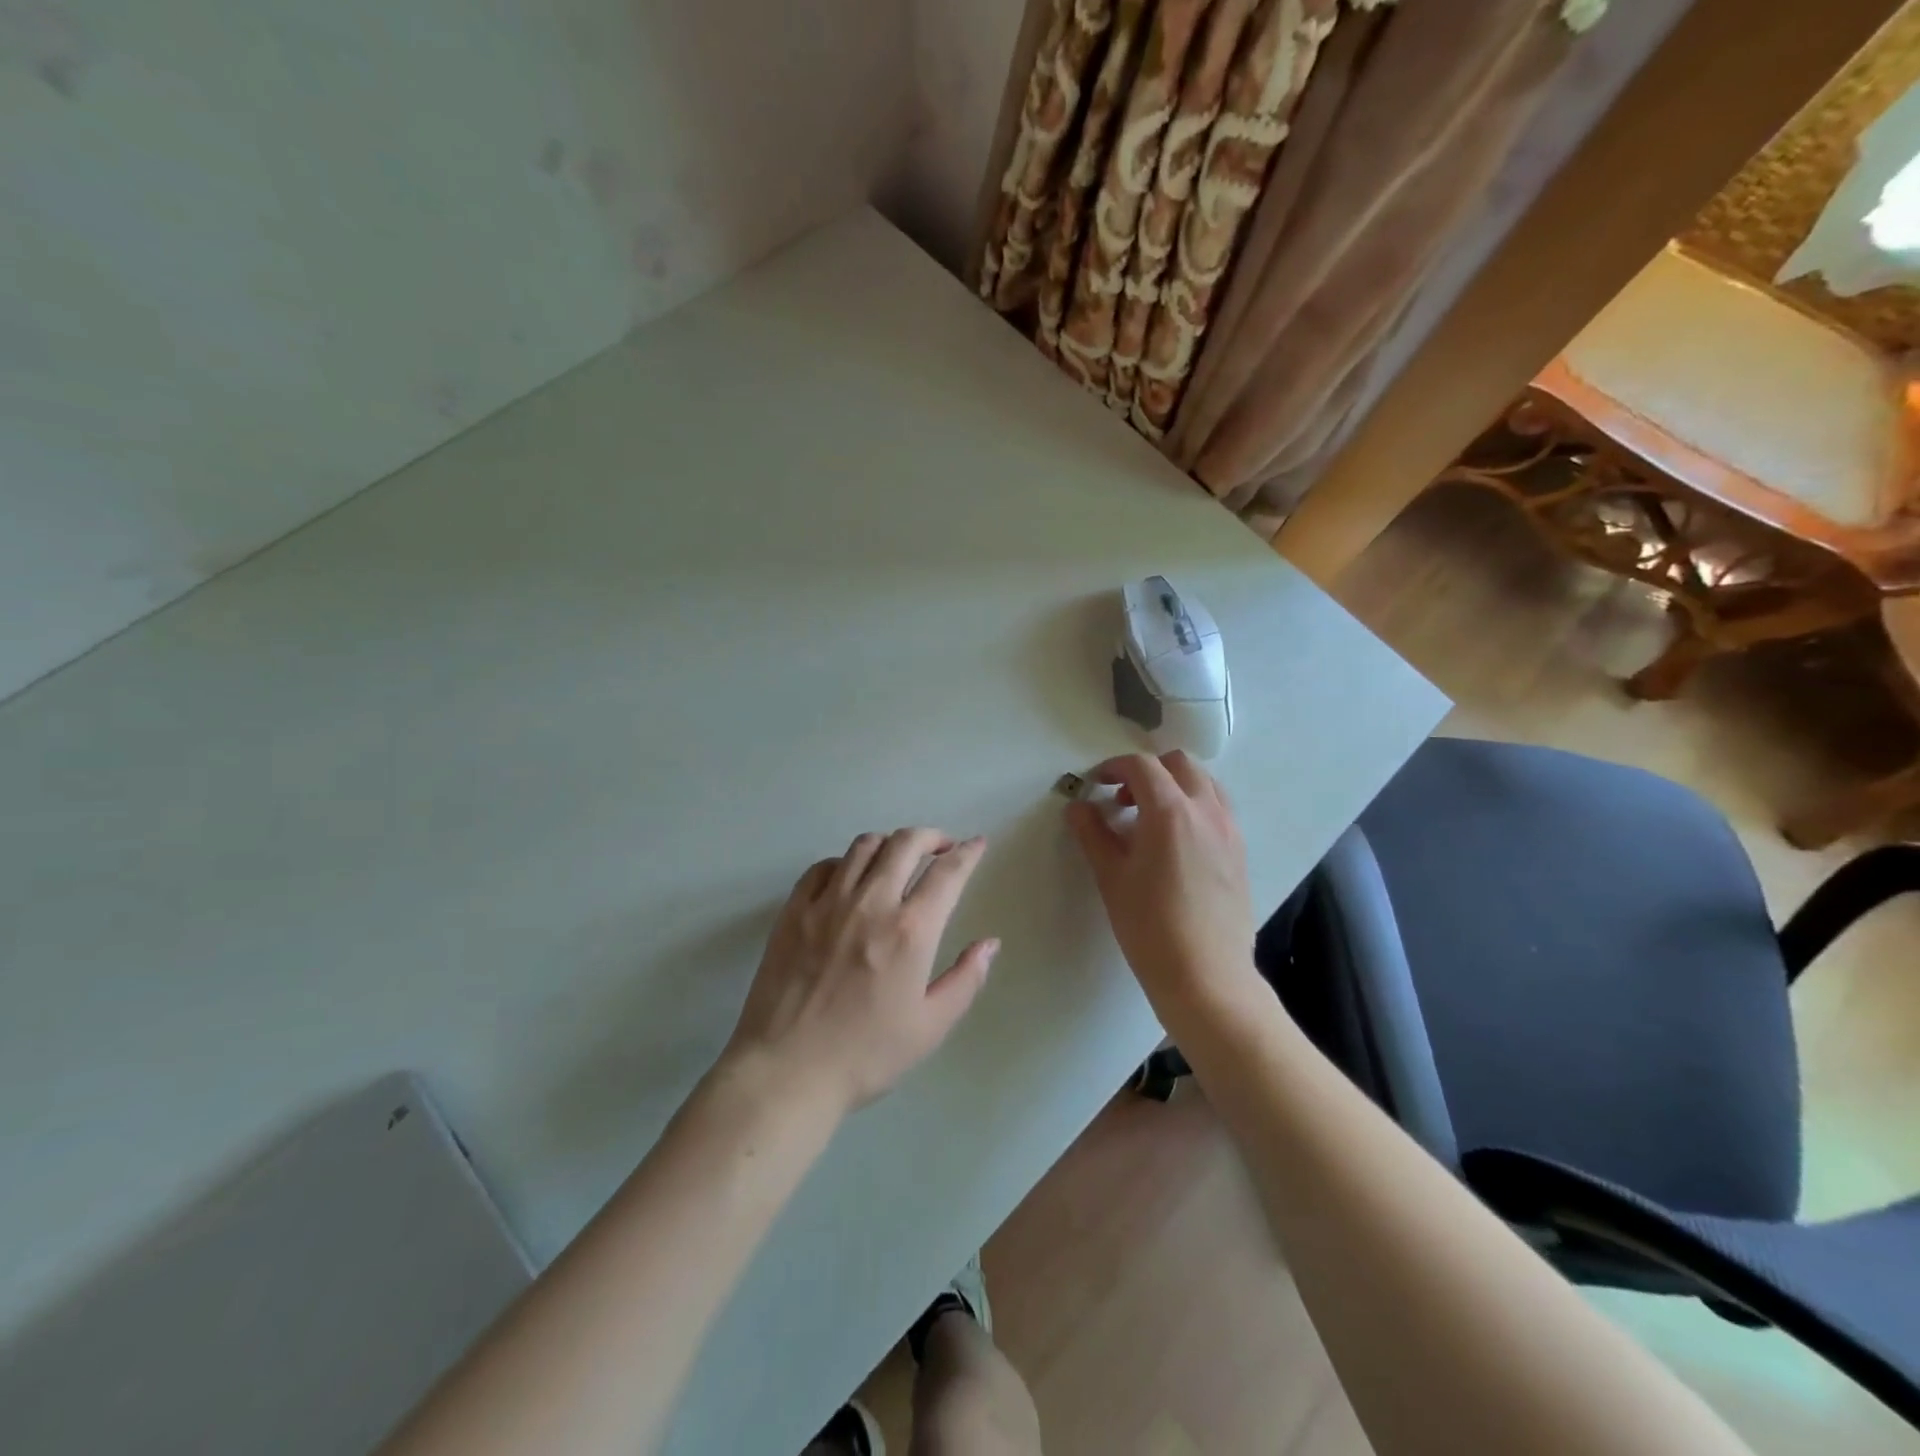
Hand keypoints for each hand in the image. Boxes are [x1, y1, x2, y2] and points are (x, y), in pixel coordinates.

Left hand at [723, 829, 997, 1114]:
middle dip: (931, 836)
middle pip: (905, 843)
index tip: (977, 844)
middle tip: (942, 847)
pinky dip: (845, 862)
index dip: (968, 853)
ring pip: (864, 846)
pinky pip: (824, 866)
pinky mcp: (794, 910)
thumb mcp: (930, 1026)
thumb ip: (965, 980)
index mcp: (911, 930)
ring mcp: (828, 902)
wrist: (787, 1071)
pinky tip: (850, 878)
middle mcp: (872, 902)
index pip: (948, 873)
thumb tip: (989, 944)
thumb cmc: (866, 1055)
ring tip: (898, 858)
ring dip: (890, 843)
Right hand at [1066, 752, 1262, 1028]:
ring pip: (1204, 783)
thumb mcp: (1111, 877)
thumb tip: (1078, 807)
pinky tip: (1175, 843)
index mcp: (1170, 811)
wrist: (1206, 976)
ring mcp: (1229, 830)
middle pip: (1178, 764)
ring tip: (1149, 818)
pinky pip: (1218, 809)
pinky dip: (1194, 806)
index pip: (1141, 766)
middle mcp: (1206, 810)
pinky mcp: (1240, 852)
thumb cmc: (1150, 926)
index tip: (1095, 784)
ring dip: (1174, 785)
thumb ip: (1092, 834)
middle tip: (1122, 799)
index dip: (1113, 767)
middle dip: (1147, 771)